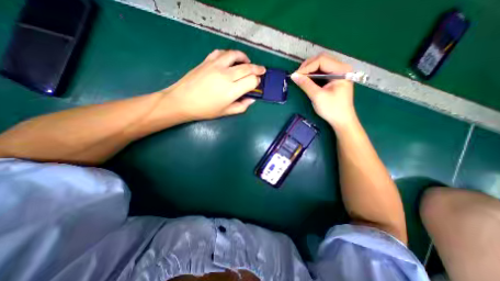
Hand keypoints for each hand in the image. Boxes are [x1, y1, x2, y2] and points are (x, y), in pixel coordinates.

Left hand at [163, 49, 265, 119]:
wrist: (182, 101)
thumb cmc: (205, 110)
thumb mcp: (226, 112)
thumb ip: (241, 106)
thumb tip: (251, 99)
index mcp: (232, 90)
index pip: (252, 81)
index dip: (257, 81)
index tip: (257, 83)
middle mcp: (226, 75)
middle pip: (248, 67)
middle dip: (258, 68)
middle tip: (262, 70)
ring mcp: (216, 65)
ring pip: (236, 55)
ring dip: (245, 58)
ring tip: (248, 62)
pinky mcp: (207, 61)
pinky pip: (222, 52)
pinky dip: (230, 54)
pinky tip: (231, 60)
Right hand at [292, 52, 357, 127]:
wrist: (342, 120)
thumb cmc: (332, 109)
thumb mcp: (317, 96)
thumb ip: (306, 84)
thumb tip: (293, 76)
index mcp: (341, 70)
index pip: (321, 60)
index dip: (307, 67)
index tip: (295, 76)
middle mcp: (341, 68)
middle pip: (321, 59)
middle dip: (307, 66)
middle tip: (297, 76)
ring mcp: (338, 73)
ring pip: (321, 65)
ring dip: (309, 70)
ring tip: (300, 78)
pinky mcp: (334, 78)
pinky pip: (321, 72)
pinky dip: (312, 74)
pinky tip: (307, 80)